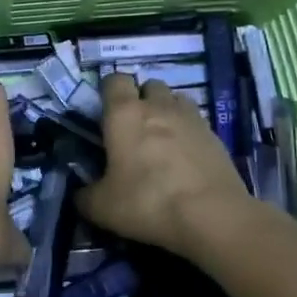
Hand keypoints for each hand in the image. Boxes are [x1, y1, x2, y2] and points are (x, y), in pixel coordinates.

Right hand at [77, 72, 254, 255]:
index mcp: (124, 114)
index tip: (104, 111)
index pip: (114, 80)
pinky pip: (196, 122)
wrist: (212, 216)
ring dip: (167, 111)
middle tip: (134, 129)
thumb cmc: (148, 202)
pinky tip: (185, 158)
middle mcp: (158, 106)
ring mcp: (191, 118)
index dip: (108, 91)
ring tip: (162, 139)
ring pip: (176, 99)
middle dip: (141, 99)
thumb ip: (85, 196)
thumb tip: (81, 194)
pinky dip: (188, 132)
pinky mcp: (215, 136)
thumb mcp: (102, 208)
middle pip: (149, 85)